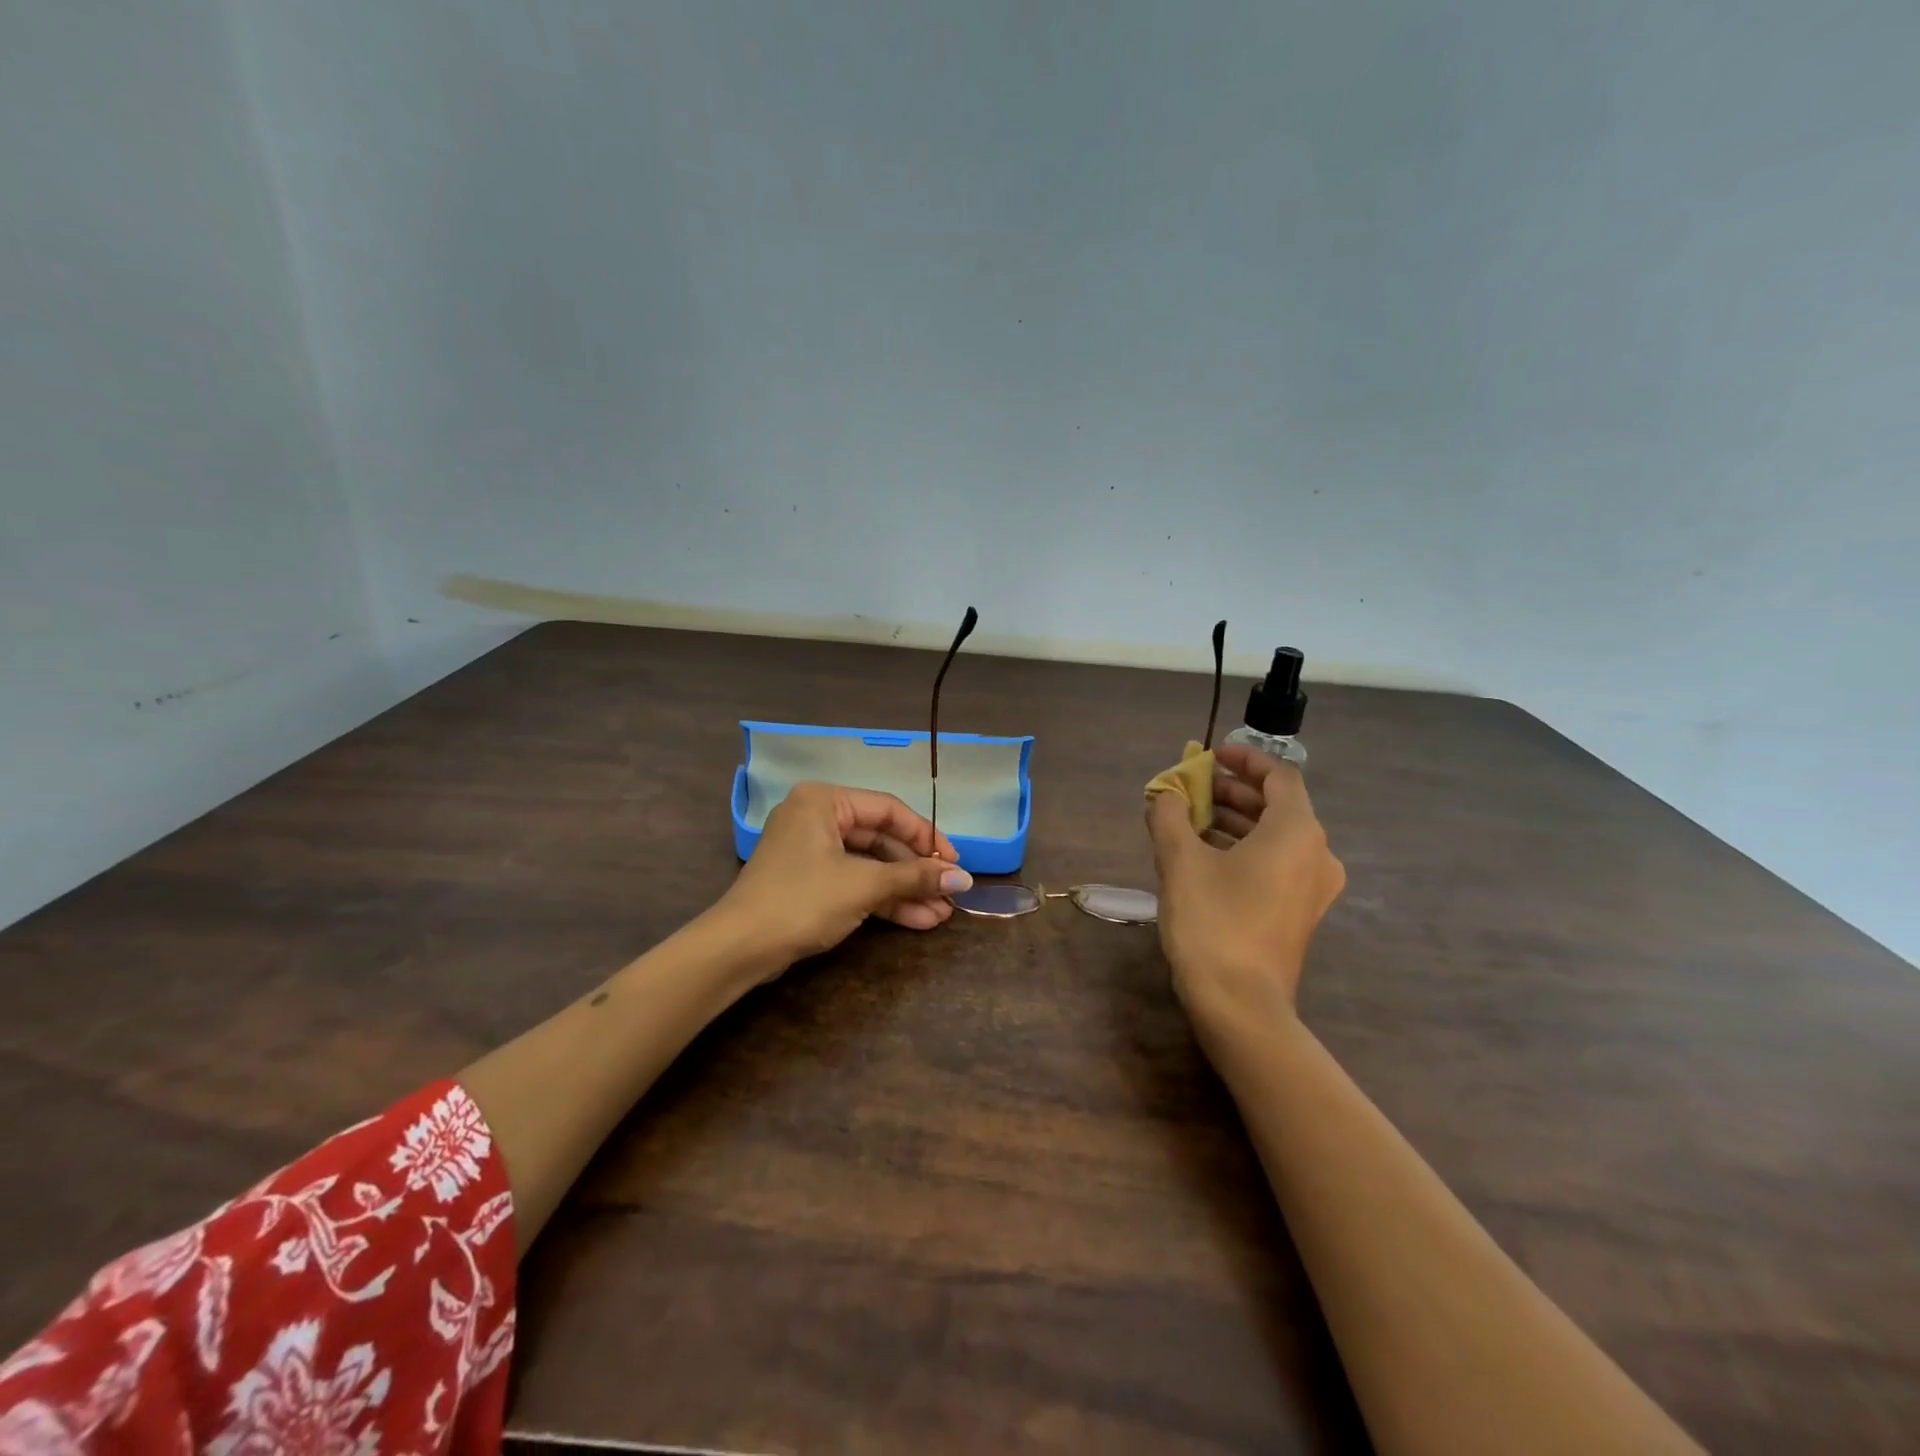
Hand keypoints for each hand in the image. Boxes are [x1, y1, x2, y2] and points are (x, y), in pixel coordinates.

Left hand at [721, 782, 973, 967]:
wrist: (739, 949)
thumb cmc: (802, 901)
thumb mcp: (863, 885)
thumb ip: (915, 878)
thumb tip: (964, 877)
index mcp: (824, 800)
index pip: (889, 810)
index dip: (926, 837)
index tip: (955, 862)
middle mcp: (817, 818)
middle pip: (881, 839)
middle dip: (916, 871)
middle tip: (950, 892)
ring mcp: (812, 852)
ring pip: (870, 865)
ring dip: (905, 890)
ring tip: (941, 913)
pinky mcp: (810, 882)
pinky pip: (855, 882)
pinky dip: (883, 900)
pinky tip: (918, 919)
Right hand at [1147, 742, 1344, 1029]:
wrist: (1241, 1005)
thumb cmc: (1213, 922)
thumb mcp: (1180, 862)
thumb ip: (1169, 816)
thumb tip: (1164, 795)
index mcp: (1297, 832)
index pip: (1279, 776)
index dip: (1245, 759)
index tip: (1212, 755)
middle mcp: (1316, 853)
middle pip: (1277, 806)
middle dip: (1232, 792)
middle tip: (1191, 788)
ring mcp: (1312, 887)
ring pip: (1275, 836)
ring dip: (1234, 821)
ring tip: (1189, 820)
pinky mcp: (1300, 912)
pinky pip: (1276, 863)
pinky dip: (1244, 849)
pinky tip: (1205, 856)